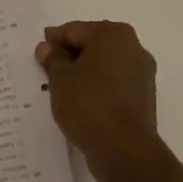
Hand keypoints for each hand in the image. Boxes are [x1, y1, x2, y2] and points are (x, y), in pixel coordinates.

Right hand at [35, 21, 161, 181]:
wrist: (125, 151)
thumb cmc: (89, 104)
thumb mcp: (60, 78)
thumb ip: (52, 58)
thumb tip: (47, 47)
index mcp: (113, 33)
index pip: (74, 31)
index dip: (53, 41)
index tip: (38, 54)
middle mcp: (133, 47)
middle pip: (92, 45)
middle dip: (70, 56)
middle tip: (47, 71)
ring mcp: (142, 73)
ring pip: (104, 65)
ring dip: (84, 73)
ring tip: (62, 90)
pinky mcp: (144, 97)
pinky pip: (114, 84)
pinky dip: (98, 88)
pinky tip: (81, 102)